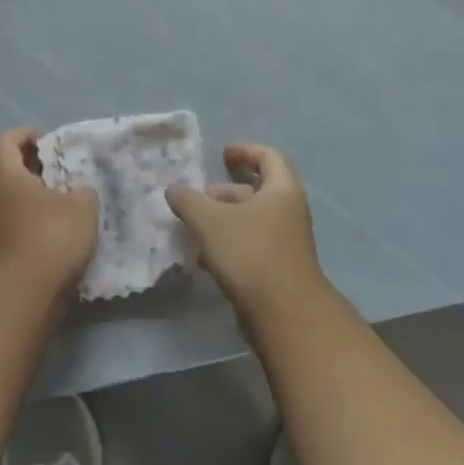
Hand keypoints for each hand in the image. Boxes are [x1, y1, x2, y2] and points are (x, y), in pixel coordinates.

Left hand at [0, 127, 98, 296]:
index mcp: (5, 176)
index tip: (48, 138)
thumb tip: (77, 192)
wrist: (23, 297)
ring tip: (73, 201)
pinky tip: (67, 233)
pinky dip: (41, 225)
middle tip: (67, 170)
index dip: (25, 134)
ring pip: (17, 202)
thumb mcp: (82, 204)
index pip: (5, 141)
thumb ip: (83, 190)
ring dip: (41, 199)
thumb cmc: (49, 236)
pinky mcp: (4, 256)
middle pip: (11, 172)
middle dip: (37, 167)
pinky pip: (22, 228)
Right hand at [167, 143, 327, 319]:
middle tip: (200, 197)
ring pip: (252, 220)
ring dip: (224, 220)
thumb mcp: (211, 221)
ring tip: (194, 228)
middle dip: (226, 191)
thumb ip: (189, 200)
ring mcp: (286, 242)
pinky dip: (229, 244)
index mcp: (282, 190)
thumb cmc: (251, 253)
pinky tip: (204, 259)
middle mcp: (289, 211)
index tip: (222, 154)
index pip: (268, 157)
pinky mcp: (278, 268)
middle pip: (258, 190)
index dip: (245, 150)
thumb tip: (174, 189)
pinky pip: (252, 245)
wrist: (285, 314)